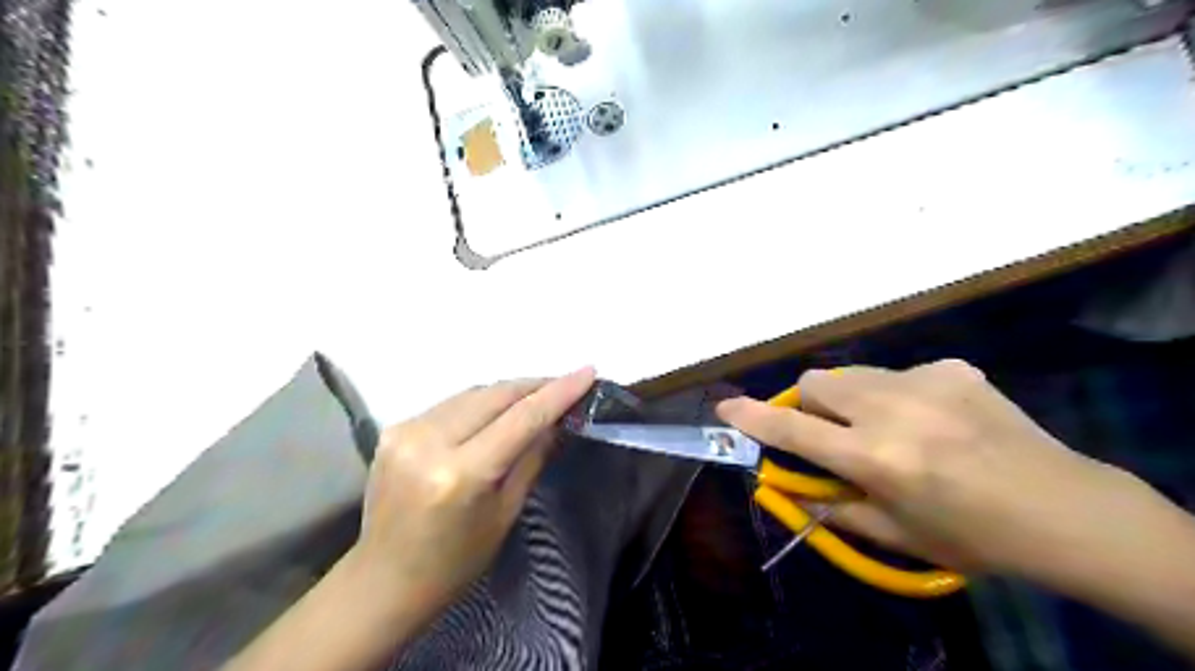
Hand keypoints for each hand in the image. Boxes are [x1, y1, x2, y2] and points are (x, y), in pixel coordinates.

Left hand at [355, 366, 597, 623]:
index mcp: (461, 473)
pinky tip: (495, 411)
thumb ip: (532, 457)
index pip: (521, 418)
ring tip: (536, 395)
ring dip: (508, 391)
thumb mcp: (505, 512)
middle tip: (565, 383)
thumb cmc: (456, 560)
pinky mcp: (394, 428)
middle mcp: (429, 442)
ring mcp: (406, 431)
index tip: (588, 371)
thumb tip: (559, 419)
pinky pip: (451, 403)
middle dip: (534, 385)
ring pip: (473, 393)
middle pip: (495, 394)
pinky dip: (479, 403)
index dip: (559, 392)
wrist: (384, 579)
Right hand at [713, 358, 1142, 578]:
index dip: (752, 417)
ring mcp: (925, 382)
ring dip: (849, 399)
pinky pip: (898, 374)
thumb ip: (832, 506)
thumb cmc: (974, 537)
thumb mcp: (895, 533)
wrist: (1066, 510)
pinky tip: (933, 420)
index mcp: (876, 458)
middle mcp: (892, 410)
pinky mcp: (952, 368)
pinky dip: (896, 396)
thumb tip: (787, 486)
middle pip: (816, 382)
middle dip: (810, 405)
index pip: (793, 429)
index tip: (726, 408)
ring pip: (853, 374)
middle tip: (832, 433)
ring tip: (887, 427)